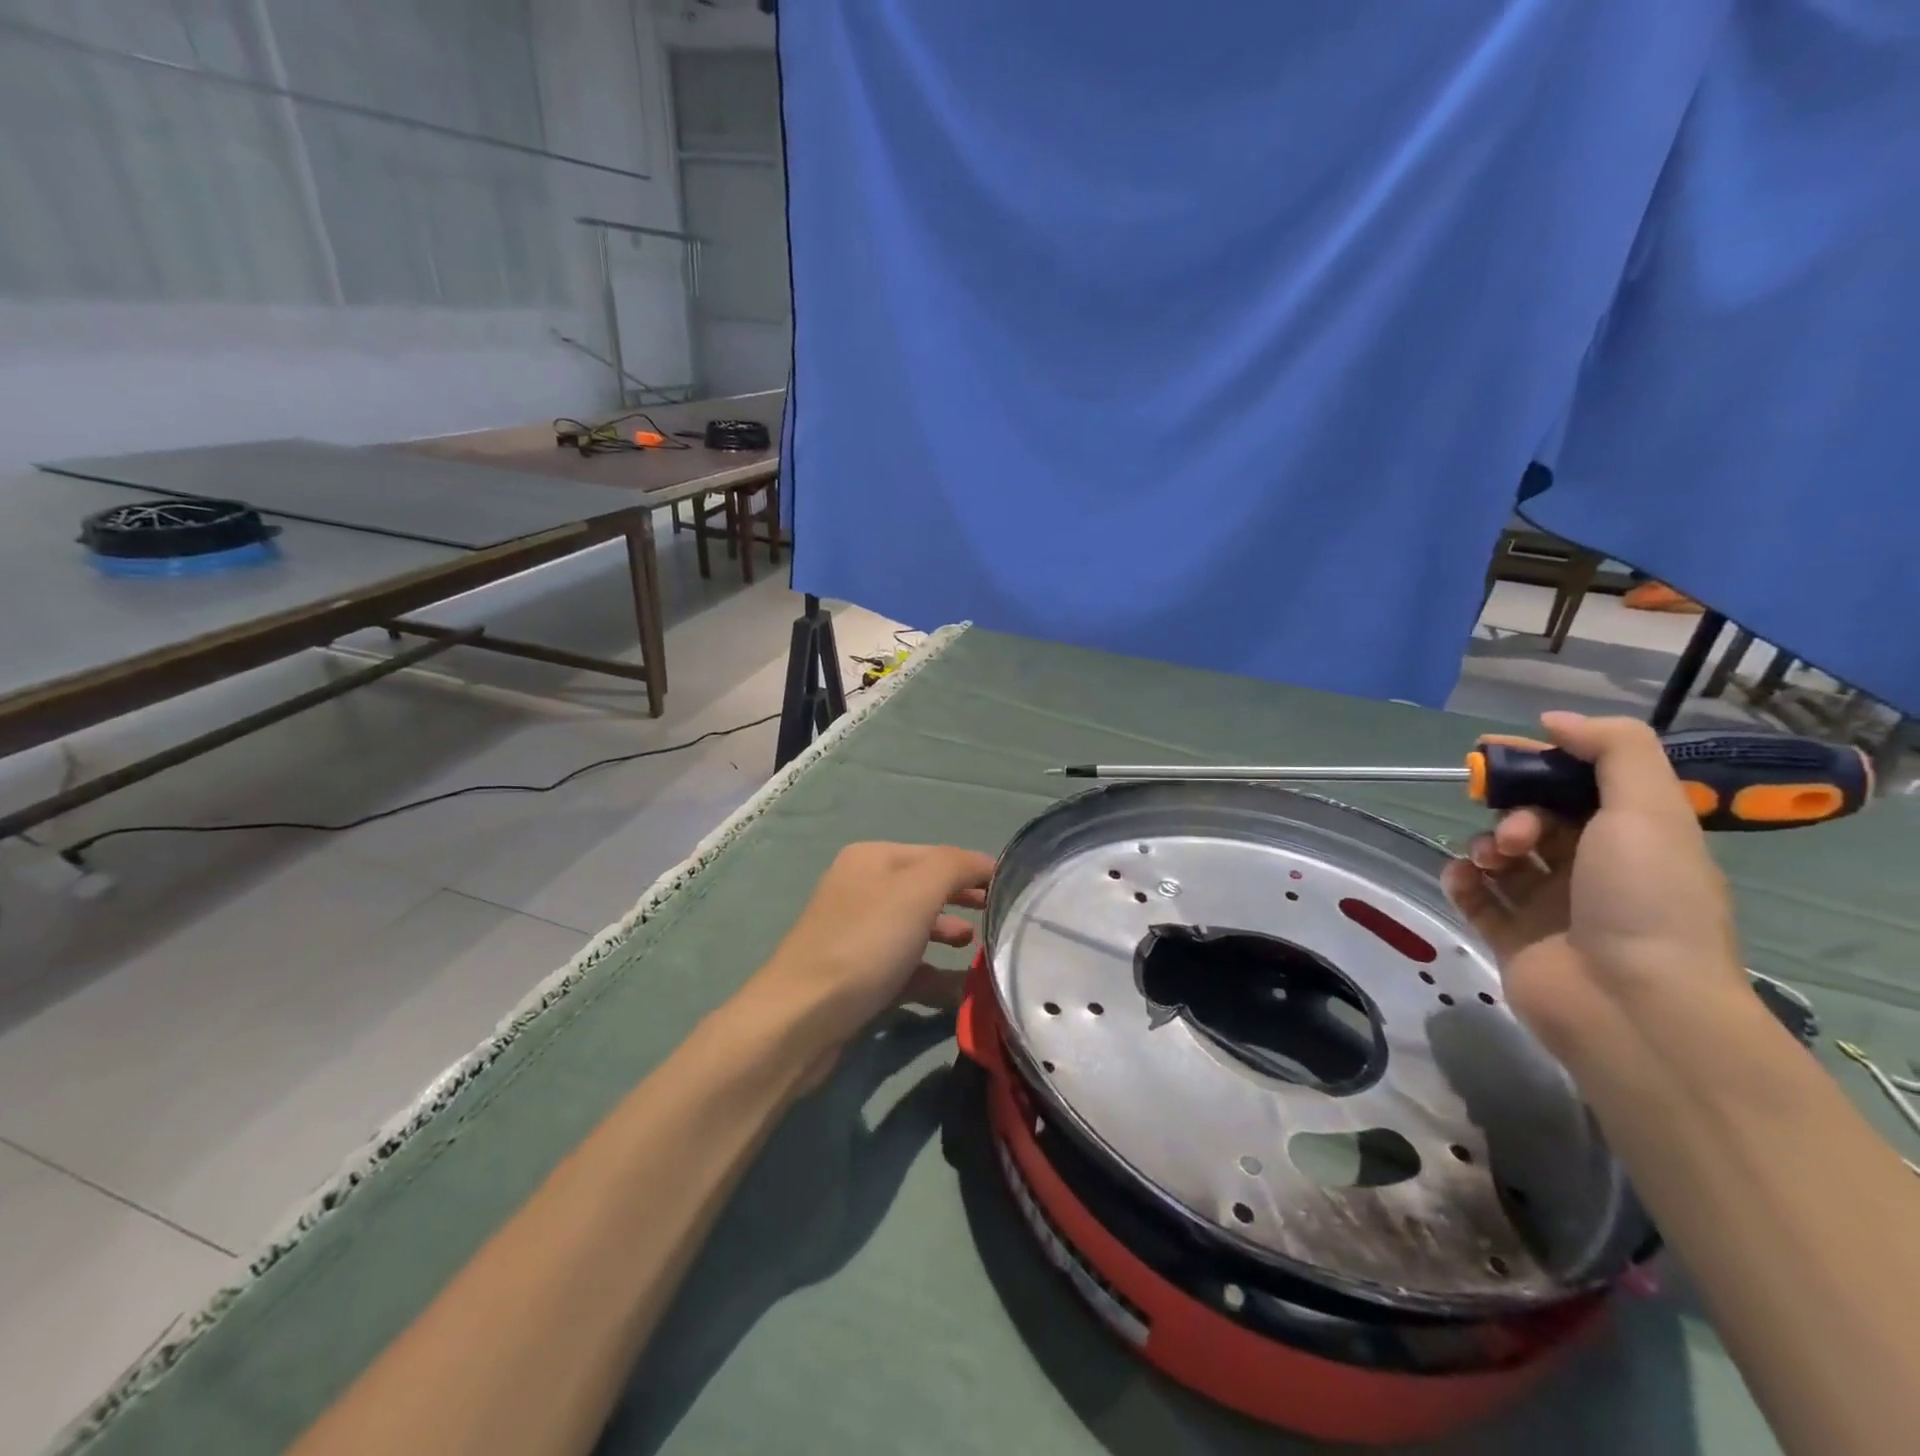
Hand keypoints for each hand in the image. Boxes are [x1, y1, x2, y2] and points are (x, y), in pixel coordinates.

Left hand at [751, 842, 994, 1067]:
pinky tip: (958, 991)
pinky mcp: (857, 975)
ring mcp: (857, 934)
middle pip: (925, 889)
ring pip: (915, 928)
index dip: (975, 869)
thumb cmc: (864, 943)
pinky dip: (932, 974)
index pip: (937, 855)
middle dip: (963, 900)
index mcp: (872, 859)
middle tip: (999, 918)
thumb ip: (954, 867)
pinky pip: (905, 967)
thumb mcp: (916, 892)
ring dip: (949, 936)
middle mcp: (862, 889)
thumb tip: (984, 864)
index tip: (1015, 890)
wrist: (801, 1018)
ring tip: (978, 949)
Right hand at [1440, 713, 1747, 1065]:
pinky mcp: (1512, 938)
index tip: (1496, 750)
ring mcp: (1551, 908)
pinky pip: (1476, 896)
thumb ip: (1613, 750)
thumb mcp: (1649, 810)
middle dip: (1513, 809)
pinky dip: (1462, 880)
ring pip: (1502, 856)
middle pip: (1536, 818)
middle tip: (1515, 829)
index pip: (1579, 786)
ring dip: (1485, 844)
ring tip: (1492, 860)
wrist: (1632, 1005)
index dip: (1540, 763)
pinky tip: (1463, 877)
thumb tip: (1554, 721)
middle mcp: (1594, 872)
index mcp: (1635, 841)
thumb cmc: (1646, 900)